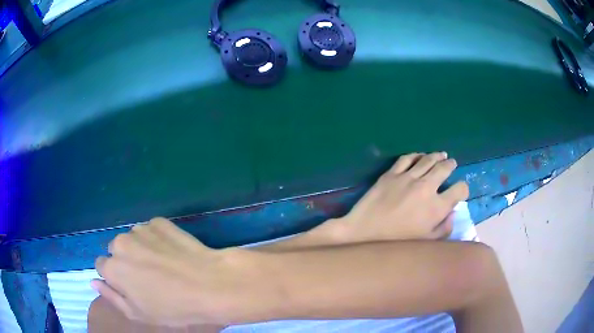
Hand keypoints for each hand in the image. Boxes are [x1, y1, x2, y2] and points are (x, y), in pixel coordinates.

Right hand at [92, 218, 258, 326]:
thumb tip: (93, 281)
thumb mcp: (138, 313)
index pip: (102, 266)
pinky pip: (151, 230)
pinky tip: (172, 252)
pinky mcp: (160, 222)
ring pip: (132, 239)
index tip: (130, 285)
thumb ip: (111, 296)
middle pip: (116, 250)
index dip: (115, 277)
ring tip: (162, 264)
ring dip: (140, 248)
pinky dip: (157, 239)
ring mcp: (141, 229)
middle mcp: (121, 243)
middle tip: (148, 276)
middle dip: (126, 261)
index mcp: (112, 267)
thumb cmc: (173, 308)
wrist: (209, 285)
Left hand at [322, 152, 468, 241]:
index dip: (463, 189)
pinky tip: (420, 156)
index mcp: (437, 207)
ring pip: (428, 159)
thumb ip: (444, 228)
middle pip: (445, 168)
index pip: (460, 189)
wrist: (364, 234)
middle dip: (451, 165)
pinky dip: (416, 155)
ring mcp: (408, 177)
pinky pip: (407, 158)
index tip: (460, 191)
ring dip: (437, 156)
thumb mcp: (426, 243)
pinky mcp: (391, 173)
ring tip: (442, 155)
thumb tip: (452, 213)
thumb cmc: (396, 243)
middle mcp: (426, 187)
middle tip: (452, 164)